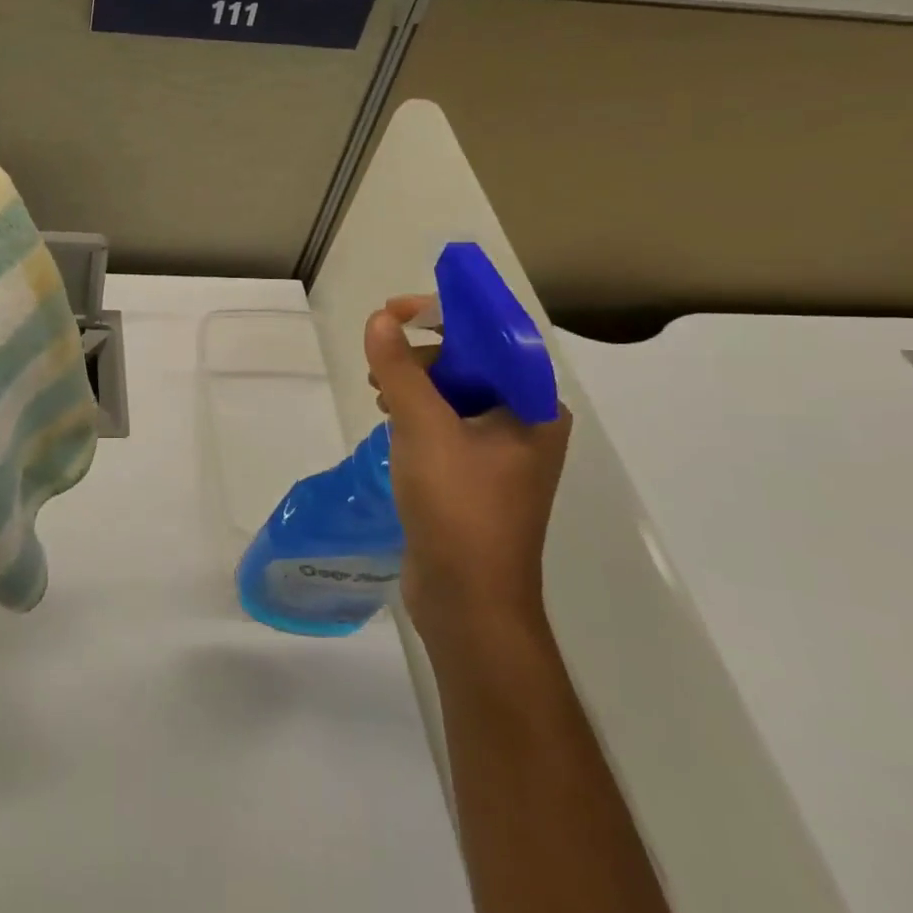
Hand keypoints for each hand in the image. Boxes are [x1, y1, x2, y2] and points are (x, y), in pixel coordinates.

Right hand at [364, 296, 571, 634]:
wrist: (468, 601)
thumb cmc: (458, 507)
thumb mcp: (424, 427)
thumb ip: (400, 369)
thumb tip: (378, 320)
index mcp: (535, 408)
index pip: (493, 337)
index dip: (443, 314)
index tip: (394, 310)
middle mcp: (527, 425)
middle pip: (472, 363)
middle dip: (423, 353)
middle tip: (379, 361)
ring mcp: (502, 455)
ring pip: (455, 394)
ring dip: (415, 383)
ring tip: (379, 393)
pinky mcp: (476, 477)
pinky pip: (447, 425)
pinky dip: (418, 413)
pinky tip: (390, 422)